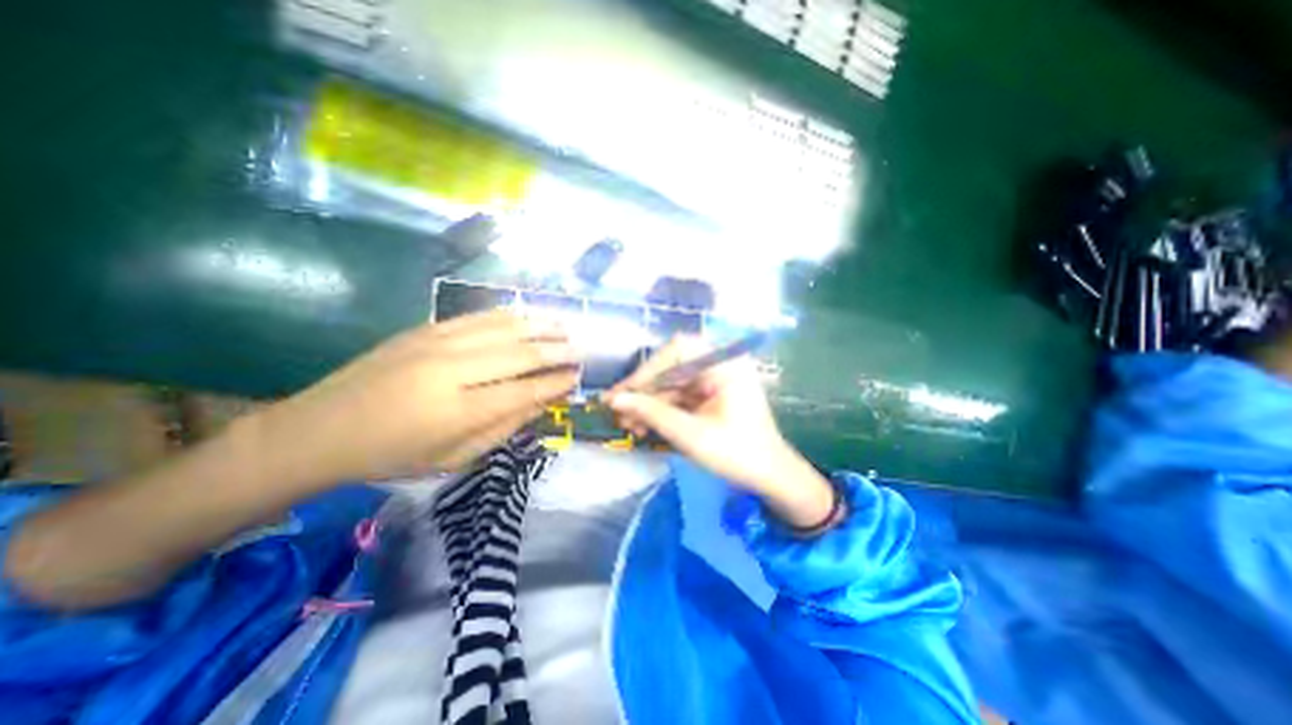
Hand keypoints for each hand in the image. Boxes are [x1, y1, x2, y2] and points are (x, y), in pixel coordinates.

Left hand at [247, 310, 580, 485]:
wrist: (320, 429)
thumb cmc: (393, 455)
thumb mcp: (455, 457)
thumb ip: (505, 426)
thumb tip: (542, 401)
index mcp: (460, 410)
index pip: (526, 389)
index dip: (557, 383)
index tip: (578, 378)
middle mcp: (454, 370)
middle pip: (521, 353)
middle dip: (557, 350)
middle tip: (581, 349)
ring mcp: (438, 343)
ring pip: (504, 328)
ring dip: (540, 326)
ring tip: (565, 326)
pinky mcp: (426, 329)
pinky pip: (479, 316)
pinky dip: (510, 315)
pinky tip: (529, 315)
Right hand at [608, 337, 838, 528]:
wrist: (769, 477)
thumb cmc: (738, 454)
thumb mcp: (691, 435)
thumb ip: (652, 414)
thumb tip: (615, 400)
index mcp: (725, 364)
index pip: (678, 351)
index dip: (647, 370)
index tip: (623, 393)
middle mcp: (720, 364)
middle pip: (671, 367)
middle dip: (644, 392)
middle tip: (617, 412)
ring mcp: (714, 379)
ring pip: (671, 383)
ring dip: (649, 404)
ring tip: (627, 426)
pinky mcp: (709, 394)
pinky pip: (679, 396)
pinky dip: (661, 410)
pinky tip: (643, 427)